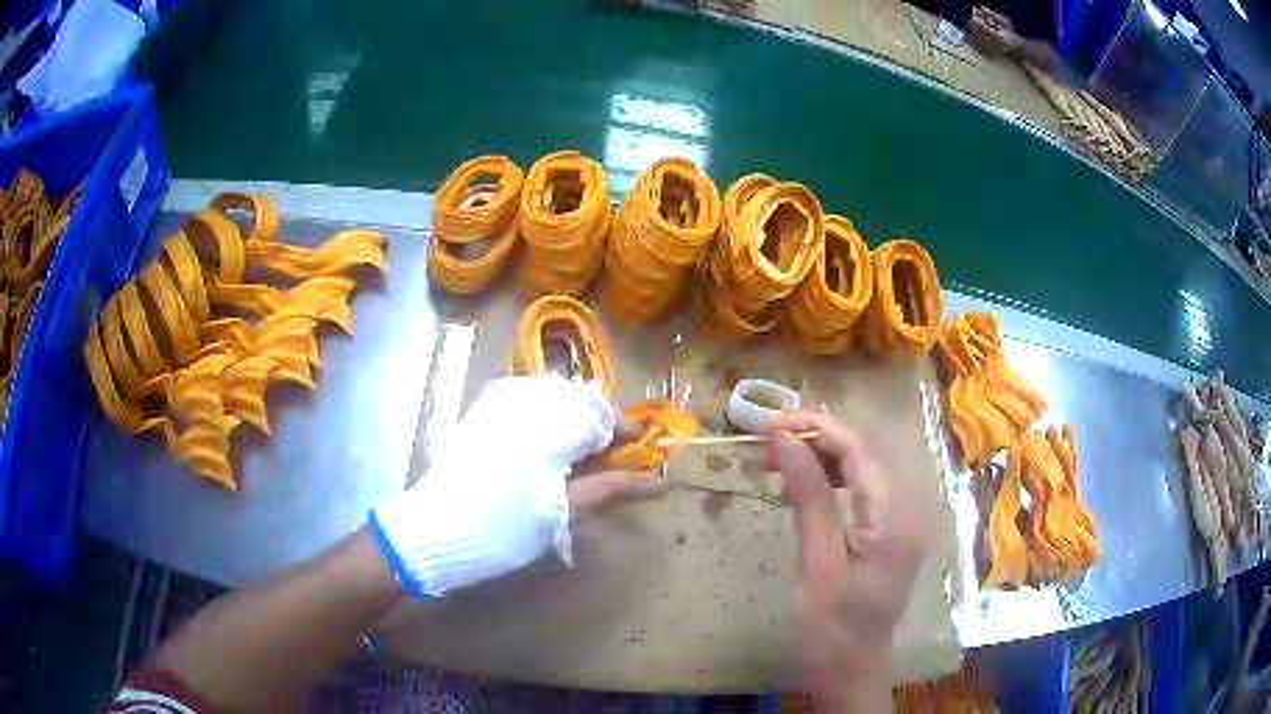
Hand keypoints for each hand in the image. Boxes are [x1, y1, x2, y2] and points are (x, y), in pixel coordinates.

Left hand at [372, 375, 646, 596]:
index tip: (640, 462)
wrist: (435, 530)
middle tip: (607, 469)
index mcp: (551, 417)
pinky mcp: (482, 410)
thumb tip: (660, 481)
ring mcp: (500, 399)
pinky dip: (546, 424)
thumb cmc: (506, 525)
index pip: (605, 414)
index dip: (626, 436)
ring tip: (576, 466)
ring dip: (572, 427)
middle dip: (598, 432)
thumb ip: (614, 486)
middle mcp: (527, 395)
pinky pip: (527, 403)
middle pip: (580, 403)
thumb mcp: (566, 510)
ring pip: (554, 401)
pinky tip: (544, 455)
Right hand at [764, 412, 927, 707]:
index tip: (768, 426)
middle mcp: (909, 507)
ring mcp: (903, 518)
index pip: (858, 450)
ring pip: (864, 468)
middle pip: (864, 453)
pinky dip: (834, 482)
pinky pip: (865, 490)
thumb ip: (809, 496)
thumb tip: (784, 440)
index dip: (814, 428)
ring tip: (780, 468)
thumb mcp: (817, 562)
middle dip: (816, 441)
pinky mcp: (892, 530)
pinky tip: (805, 489)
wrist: (851, 669)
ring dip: (823, 460)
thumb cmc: (831, 626)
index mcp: (894, 516)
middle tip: (767, 449)